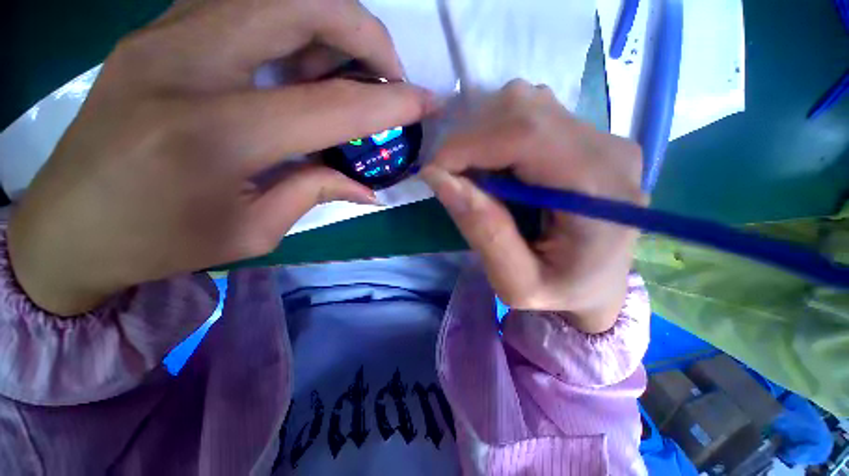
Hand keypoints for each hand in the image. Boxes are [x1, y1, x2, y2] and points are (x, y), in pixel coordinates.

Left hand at [8, 0, 436, 315]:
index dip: (394, 102)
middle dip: (367, 35)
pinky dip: (292, 22)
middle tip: (388, 74)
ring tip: (349, 70)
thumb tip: (368, 186)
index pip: (336, 105)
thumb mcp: (253, 231)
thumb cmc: (159, 243)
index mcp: (218, 134)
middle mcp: (189, 63)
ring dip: (331, 23)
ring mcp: (166, 34)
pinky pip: (244, 3)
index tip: (429, 103)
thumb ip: (316, 192)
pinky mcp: (157, 31)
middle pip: (305, 5)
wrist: (68, 227)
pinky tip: (300, 62)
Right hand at [422, 81, 645, 333]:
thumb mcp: (516, 282)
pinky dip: (498, 135)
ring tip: (482, 179)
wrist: (596, 287)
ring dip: (484, 137)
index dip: (468, 146)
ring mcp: (601, 136)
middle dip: (472, 140)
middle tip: (457, 180)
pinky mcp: (587, 136)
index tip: (434, 173)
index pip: (526, 135)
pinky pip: (530, 113)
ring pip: (523, 103)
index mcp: (600, 190)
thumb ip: (482, 230)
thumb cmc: (559, 293)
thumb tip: (437, 177)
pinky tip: (501, 169)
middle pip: (523, 109)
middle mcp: (609, 149)